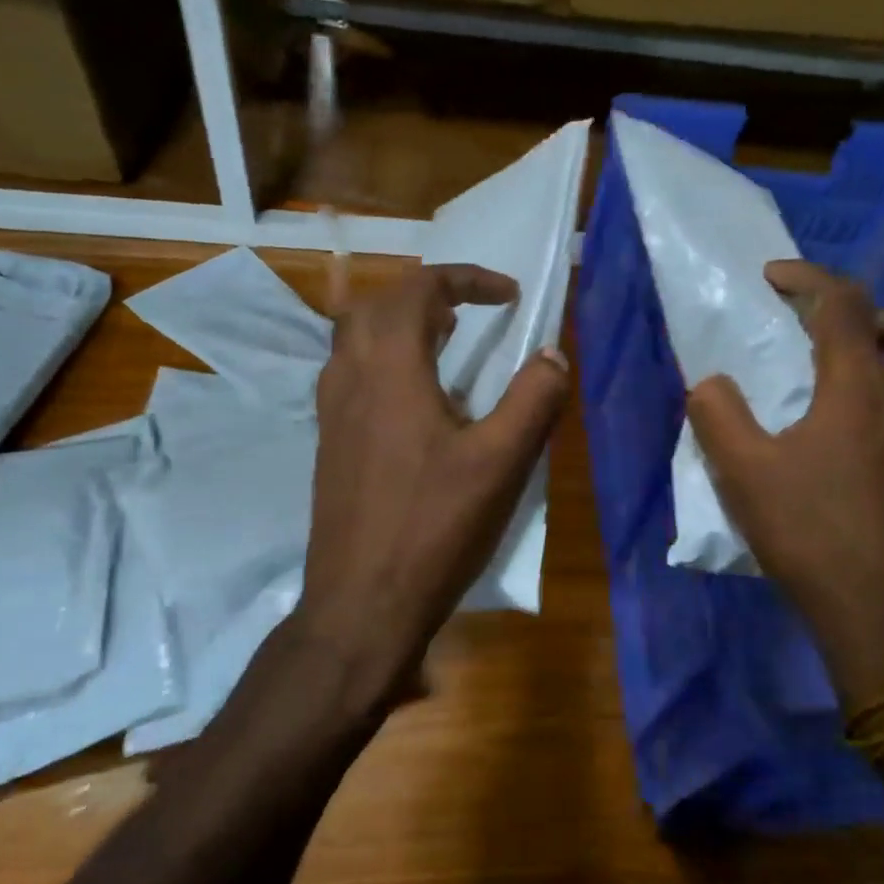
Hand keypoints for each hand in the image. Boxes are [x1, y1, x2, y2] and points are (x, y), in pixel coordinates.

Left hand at [295, 263, 568, 702]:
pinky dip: (385, 359)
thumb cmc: (433, 530)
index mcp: (390, 369)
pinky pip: (351, 373)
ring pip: (357, 337)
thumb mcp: (501, 464)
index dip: (466, 278)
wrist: (360, 604)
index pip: (419, 289)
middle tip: (471, 312)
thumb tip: (554, 355)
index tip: (509, 295)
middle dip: (428, 293)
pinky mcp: (329, 443)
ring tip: (447, 343)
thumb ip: (534, 400)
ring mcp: (331, 412)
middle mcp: (350, 378)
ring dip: (401, 323)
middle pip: (378, 303)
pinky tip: (417, 400)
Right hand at [687, 261, 883, 714]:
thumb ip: (718, 417)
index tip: (775, 277)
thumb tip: (711, 383)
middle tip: (832, 340)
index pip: (843, 303)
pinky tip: (862, 464)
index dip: (808, 277)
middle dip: (875, 315)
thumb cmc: (813, 539)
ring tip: (842, 399)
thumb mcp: (743, 477)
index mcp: (860, 391)